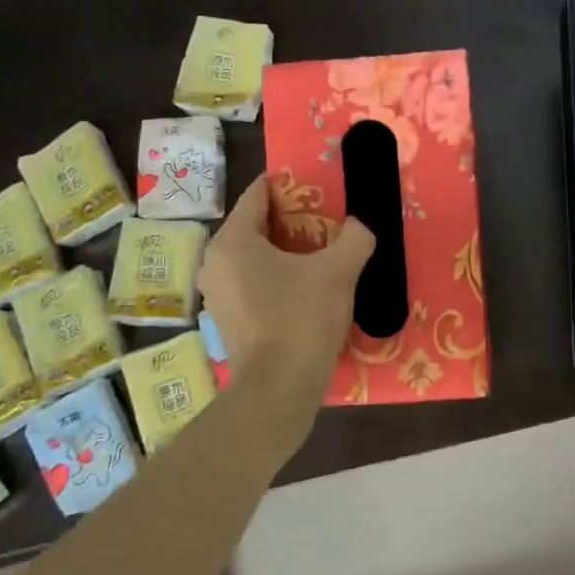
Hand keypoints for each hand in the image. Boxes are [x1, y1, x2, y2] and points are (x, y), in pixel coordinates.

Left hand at [200, 174, 374, 422]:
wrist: (279, 387)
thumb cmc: (302, 318)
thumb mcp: (338, 272)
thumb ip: (354, 238)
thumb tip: (360, 226)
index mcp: (233, 240)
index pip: (257, 195)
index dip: (287, 186)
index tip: (314, 188)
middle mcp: (214, 262)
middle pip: (255, 228)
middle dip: (289, 223)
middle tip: (325, 225)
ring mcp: (216, 294)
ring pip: (252, 259)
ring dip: (282, 255)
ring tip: (318, 259)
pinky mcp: (225, 321)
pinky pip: (251, 286)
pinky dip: (274, 281)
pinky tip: (303, 292)